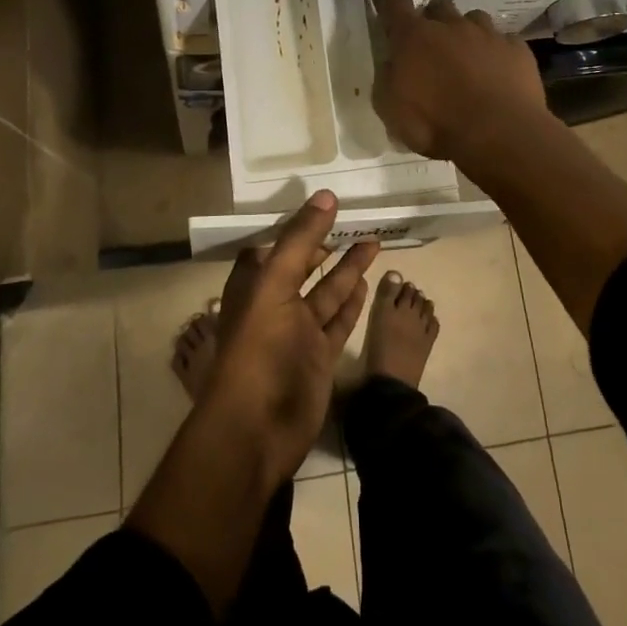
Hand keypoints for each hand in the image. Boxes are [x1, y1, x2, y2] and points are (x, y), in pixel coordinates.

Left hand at [200, 191, 379, 482]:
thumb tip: (326, 195)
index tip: (323, 205)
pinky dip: (351, 302)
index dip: (296, 226)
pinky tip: (366, 281)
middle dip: (325, 243)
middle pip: (303, 265)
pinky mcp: (319, 357)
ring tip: (373, 241)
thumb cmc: (259, 348)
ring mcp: (298, 333)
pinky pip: (338, 322)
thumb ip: (300, 239)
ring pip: (326, 292)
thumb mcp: (275, 283)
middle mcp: (274, 304)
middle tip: (354, 219)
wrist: (256, 430)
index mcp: (254, 284)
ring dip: (347, 268)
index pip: (274, 245)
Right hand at [368, 0, 549, 159]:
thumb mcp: (391, 110)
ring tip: (468, 55)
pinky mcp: (517, 50)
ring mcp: (488, 35)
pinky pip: (505, 41)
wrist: (499, 134)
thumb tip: (393, 65)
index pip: (394, 4)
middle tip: (431, 41)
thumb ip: (388, 80)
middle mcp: (451, 26)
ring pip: (474, 19)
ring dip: (467, 32)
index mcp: (414, 38)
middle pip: (438, 7)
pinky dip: (498, 52)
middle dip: (432, 18)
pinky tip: (499, 71)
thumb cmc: (436, 124)